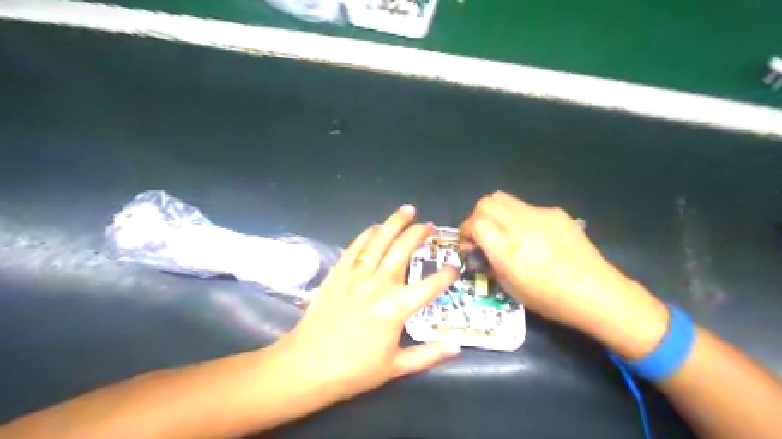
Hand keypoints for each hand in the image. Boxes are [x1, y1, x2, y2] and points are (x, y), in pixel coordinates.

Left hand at [277, 205, 458, 403]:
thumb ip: (428, 355)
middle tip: (428, 225)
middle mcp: (379, 285)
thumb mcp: (395, 367)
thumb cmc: (354, 370)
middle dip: (419, 233)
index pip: (430, 286)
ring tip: (407, 210)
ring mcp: (357, 275)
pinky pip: (355, 246)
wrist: (307, 365)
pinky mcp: (338, 273)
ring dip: (395, 223)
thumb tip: (457, 348)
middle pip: (403, 250)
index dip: (446, 275)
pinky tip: (376, 227)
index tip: (454, 267)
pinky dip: (368, 233)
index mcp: (396, 308)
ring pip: (380, 240)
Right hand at [460, 192, 668, 360]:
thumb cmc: (548, 298)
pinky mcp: (555, 213)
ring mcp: (540, 215)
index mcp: (507, 250)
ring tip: (504, 230)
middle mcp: (520, 226)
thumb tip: (478, 247)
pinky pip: (526, 207)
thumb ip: (489, 262)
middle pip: (485, 203)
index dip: (466, 230)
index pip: (475, 223)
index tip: (469, 242)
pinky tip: (533, 235)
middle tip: (483, 234)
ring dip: (495, 212)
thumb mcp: (510, 287)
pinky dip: (519, 217)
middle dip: (477, 217)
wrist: (595, 292)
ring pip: (503, 198)